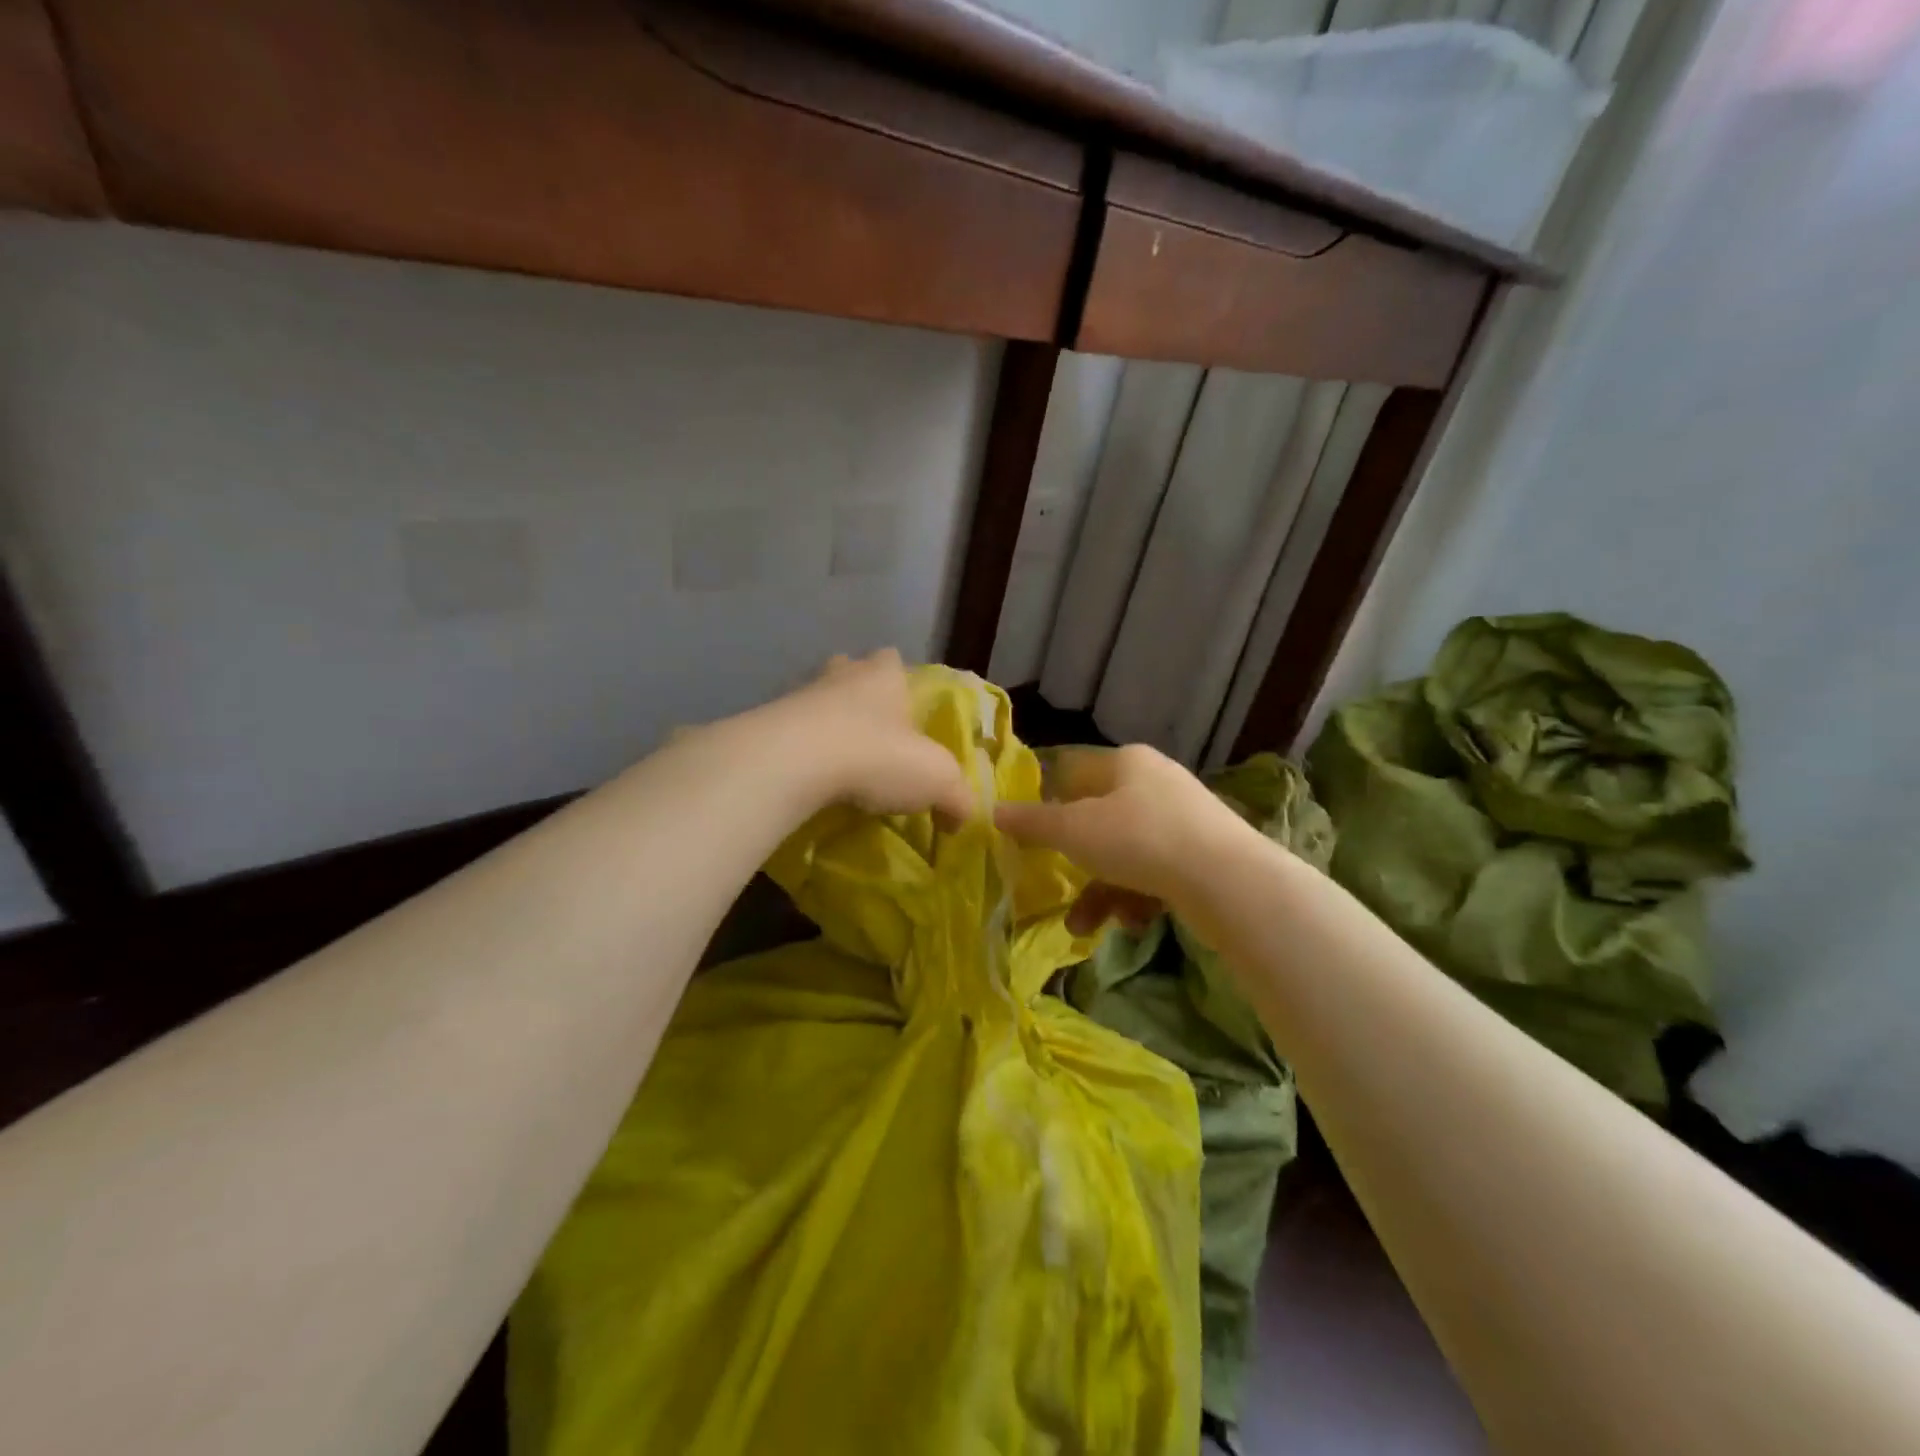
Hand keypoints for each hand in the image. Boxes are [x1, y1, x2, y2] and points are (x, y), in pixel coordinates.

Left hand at [764, 650, 973, 821]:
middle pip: (850, 673)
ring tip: (837, 760)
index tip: (903, 707)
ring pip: (817, 702)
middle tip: (870, 731)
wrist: (795, 762)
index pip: (893, 661)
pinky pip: (790, 733)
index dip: (899, 679)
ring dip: (826, 724)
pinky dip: (800, 751)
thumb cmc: (878, 755)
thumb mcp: (937, 780)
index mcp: (884, 675)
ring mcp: (799, 696)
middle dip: (859, 696)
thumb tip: (961, 819)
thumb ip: (957, 798)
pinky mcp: (768, 725)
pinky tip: (808, 777)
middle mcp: (841, 675)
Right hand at [994, 744, 1253, 928]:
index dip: (1049, 803)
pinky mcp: (1204, 855)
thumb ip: (1032, 824)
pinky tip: (1134, 923)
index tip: (1033, 836)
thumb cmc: (1139, 840)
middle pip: (1100, 819)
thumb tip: (992, 812)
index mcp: (1126, 762)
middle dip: (1077, 863)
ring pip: (1127, 853)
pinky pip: (1156, 873)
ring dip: (1102, 891)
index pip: (1074, 772)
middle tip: (1059, 884)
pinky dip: (1138, 898)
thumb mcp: (1074, 831)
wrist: (1228, 881)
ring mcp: (1184, 819)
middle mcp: (1155, 782)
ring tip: (1085, 927)